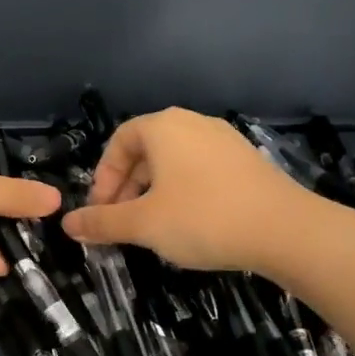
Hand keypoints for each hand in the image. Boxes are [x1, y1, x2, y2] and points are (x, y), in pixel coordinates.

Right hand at [62, 107, 311, 272]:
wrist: (287, 231)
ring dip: (154, 193)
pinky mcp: (247, 162)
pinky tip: (190, 224)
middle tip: (122, 224)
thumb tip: (67, 225)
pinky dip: (184, 193)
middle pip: (146, 152)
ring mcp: (224, 140)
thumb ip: (102, 223)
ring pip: (174, 163)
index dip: (103, 177)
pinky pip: (201, 171)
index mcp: (163, 127)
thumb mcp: (144, 224)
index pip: (118, 142)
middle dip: (127, 188)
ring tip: (153, 228)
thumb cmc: (203, 218)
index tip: (100, 211)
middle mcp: (192, 124)